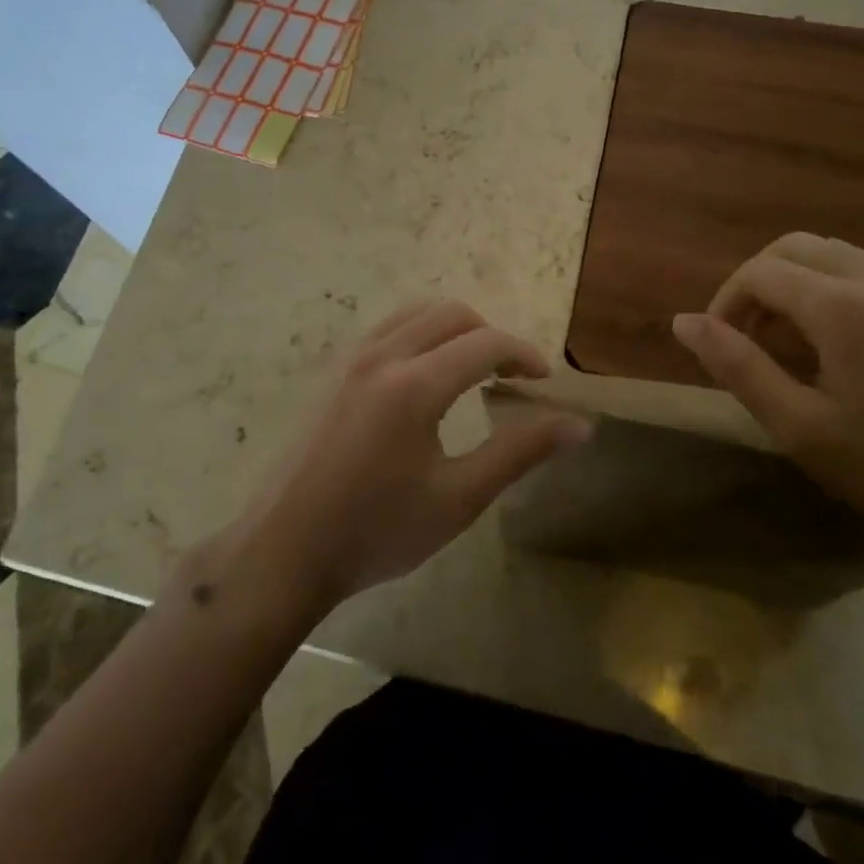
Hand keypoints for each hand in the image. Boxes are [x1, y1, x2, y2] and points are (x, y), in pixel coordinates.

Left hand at [240, 300, 588, 606]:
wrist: (285, 550)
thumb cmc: (377, 531)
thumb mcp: (458, 499)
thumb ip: (520, 452)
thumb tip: (579, 426)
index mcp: (415, 384)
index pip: (485, 343)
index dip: (523, 353)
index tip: (543, 381)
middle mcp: (382, 355)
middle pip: (451, 313)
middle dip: (491, 336)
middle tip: (510, 376)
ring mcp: (351, 359)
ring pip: (416, 313)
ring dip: (454, 330)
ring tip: (471, 372)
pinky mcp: (332, 371)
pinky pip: (387, 328)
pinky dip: (420, 335)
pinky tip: (423, 380)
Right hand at [672, 234, 863, 550]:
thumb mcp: (799, 426)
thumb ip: (737, 367)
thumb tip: (683, 322)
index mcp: (841, 306)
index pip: (760, 272)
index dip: (726, 301)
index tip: (719, 346)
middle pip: (795, 246)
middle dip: (756, 282)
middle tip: (747, 335)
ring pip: (833, 254)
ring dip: (795, 281)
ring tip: (788, 339)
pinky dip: (831, 287)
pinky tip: (838, 343)